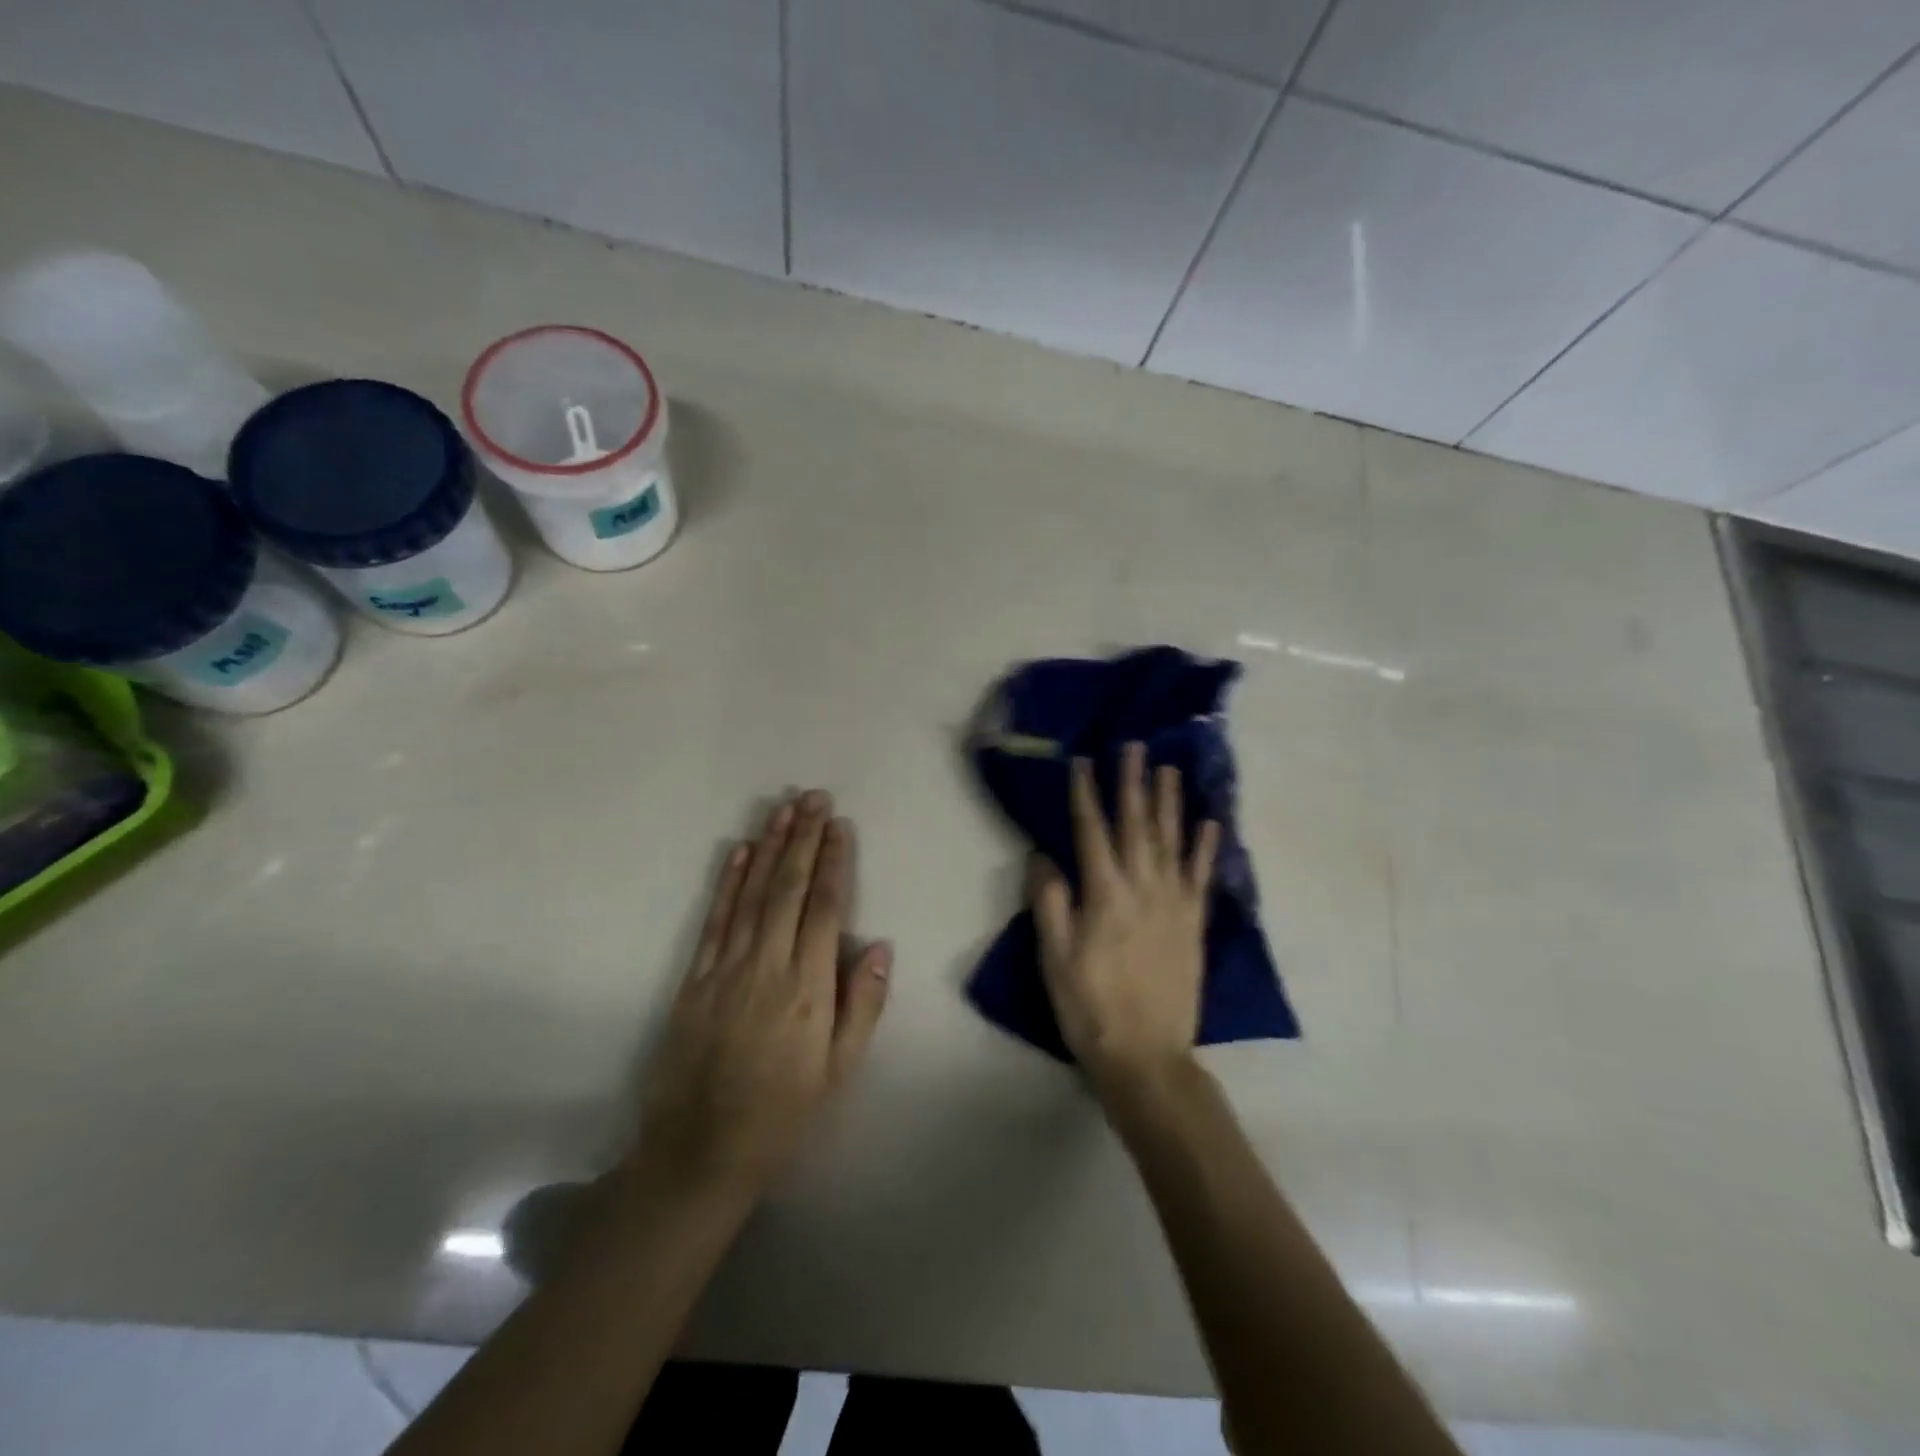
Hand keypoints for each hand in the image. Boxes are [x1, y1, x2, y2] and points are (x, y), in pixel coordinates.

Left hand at [632, 791, 891, 1204]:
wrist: (699, 1152)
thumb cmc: (782, 1114)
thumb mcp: (838, 1072)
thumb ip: (861, 1006)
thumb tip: (878, 945)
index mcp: (807, 989)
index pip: (824, 909)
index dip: (833, 862)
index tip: (839, 825)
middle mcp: (767, 967)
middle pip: (788, 890)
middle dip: (803, 839)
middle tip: (814, 797)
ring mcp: (725, 969)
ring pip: (751, 894)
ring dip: (769, 847)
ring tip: (783, 809)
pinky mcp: (694, 978)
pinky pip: (715, 919)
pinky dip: (728, 882)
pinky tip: (739, 852)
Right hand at [1031, 743, 1218, 1095]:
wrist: (1146, 1055)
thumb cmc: (1089, 1006)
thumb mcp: (1054, 958)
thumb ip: (1050, 902)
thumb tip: (1044, 855)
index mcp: (1104, 894)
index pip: (1092, 831)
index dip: (1086, 793)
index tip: (1084, 761)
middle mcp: (1143, 888)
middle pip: (1136, 825)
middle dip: (1133, 783)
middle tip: (1134, 746)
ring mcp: (1174, 904)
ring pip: (1172, 841)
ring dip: (1170, 802)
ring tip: (1168, 769)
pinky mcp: (1193, 923)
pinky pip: (1201, 876)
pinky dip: (1206, 847)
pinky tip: (1210, 822)